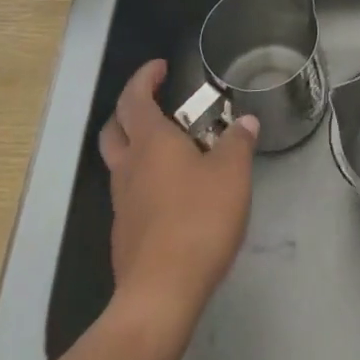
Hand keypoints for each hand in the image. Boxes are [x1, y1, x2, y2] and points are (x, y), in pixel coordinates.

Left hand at [97, 60, 258, 333]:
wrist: (161, 292)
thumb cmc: (198, 219)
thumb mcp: (232, 174)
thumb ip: (238, 142)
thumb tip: (245, 121)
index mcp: (151, 143)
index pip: (135, 98)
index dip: (144, 77)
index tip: (160, 67)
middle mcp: (129, 166)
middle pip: (114, 128)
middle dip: (130, 109)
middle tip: (154, 102)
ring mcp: (122, 202)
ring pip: (118, 161)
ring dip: (135, 145)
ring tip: (170, 147)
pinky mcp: (125, 232)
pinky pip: (129, 192)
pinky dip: (144, 179)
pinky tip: (172, 192)